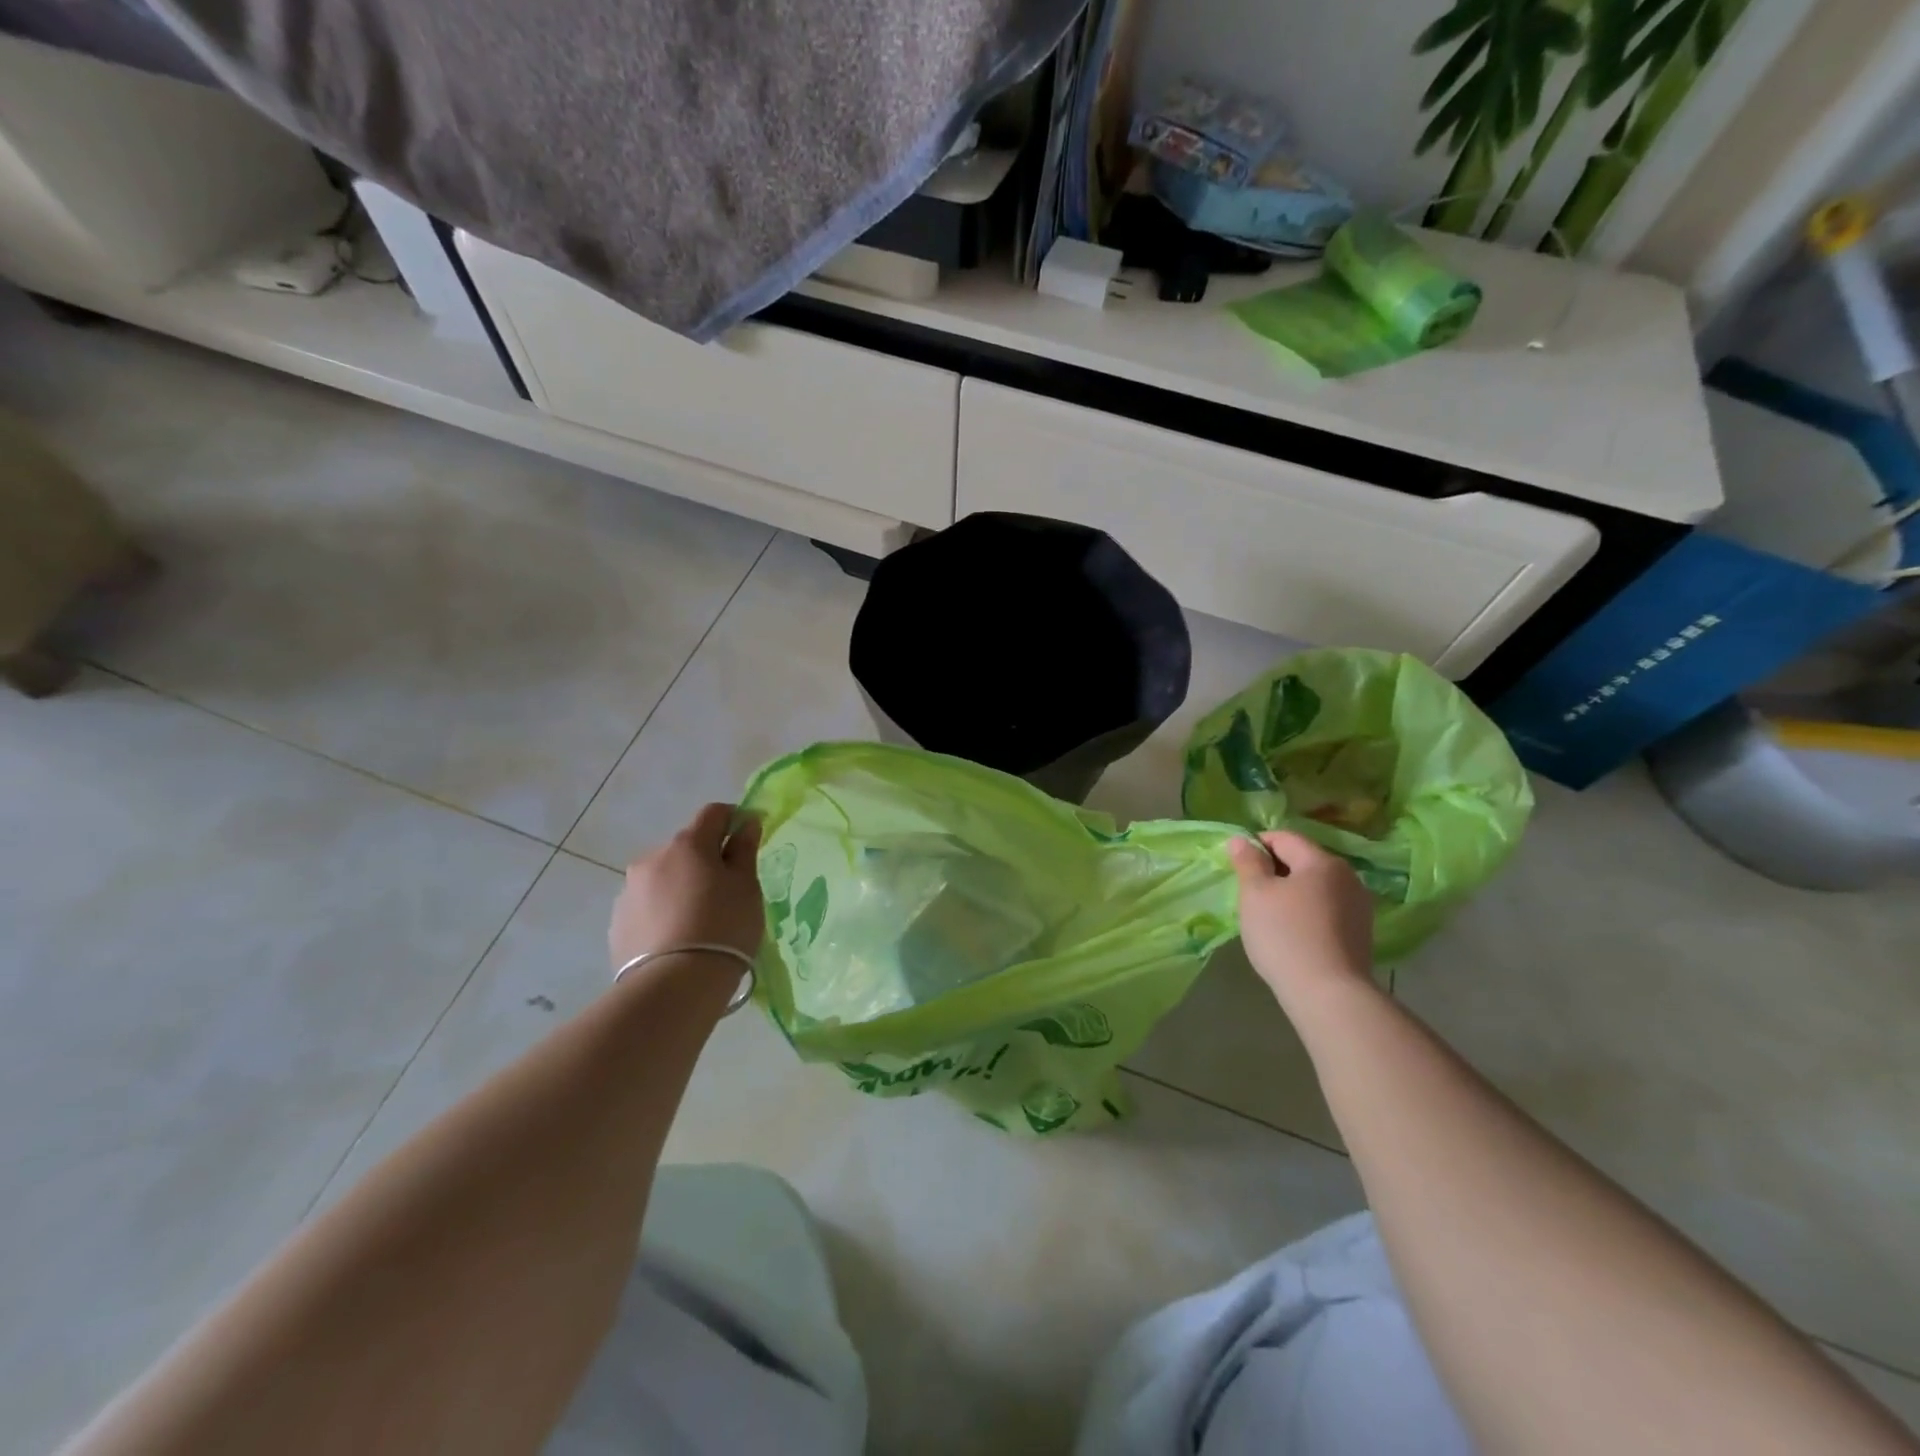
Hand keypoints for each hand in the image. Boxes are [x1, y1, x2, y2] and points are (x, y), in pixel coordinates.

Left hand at [609, 803, 765, 971]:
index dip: (735, 819)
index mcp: (687, 843)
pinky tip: (677, 938)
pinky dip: (663, 911)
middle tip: (727, 891)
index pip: (714, 813)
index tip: (748, 839)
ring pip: (664, 877)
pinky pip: (648, 906)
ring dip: (681, 886)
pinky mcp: (617, 923)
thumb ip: (744, 850)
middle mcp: (652, 858)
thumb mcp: (746, 887)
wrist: (674, 986)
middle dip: (706, 859)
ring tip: (699, 920)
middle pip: (686, 847)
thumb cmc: (723, 927)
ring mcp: (629, 891)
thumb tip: (746, 823)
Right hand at [1228, 829, 1374, 1007]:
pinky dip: (1307, 913)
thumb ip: (1248, 862)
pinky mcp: (1361, 933)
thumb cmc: (1285, 935)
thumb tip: (1241, 840)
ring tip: (1270, 917)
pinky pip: (1326, 910)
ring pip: (1315, 887)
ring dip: (1291, 893)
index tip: (1238, 867)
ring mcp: (1359, 907)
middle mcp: (1348, 877)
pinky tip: (1293, 934)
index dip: (1256, 845)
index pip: (1284, 837)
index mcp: (1322, 861)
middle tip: (1250, 894)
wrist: (1329, 995)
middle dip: (1275, 871)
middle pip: (1303, 861)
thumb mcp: (1255, 894)